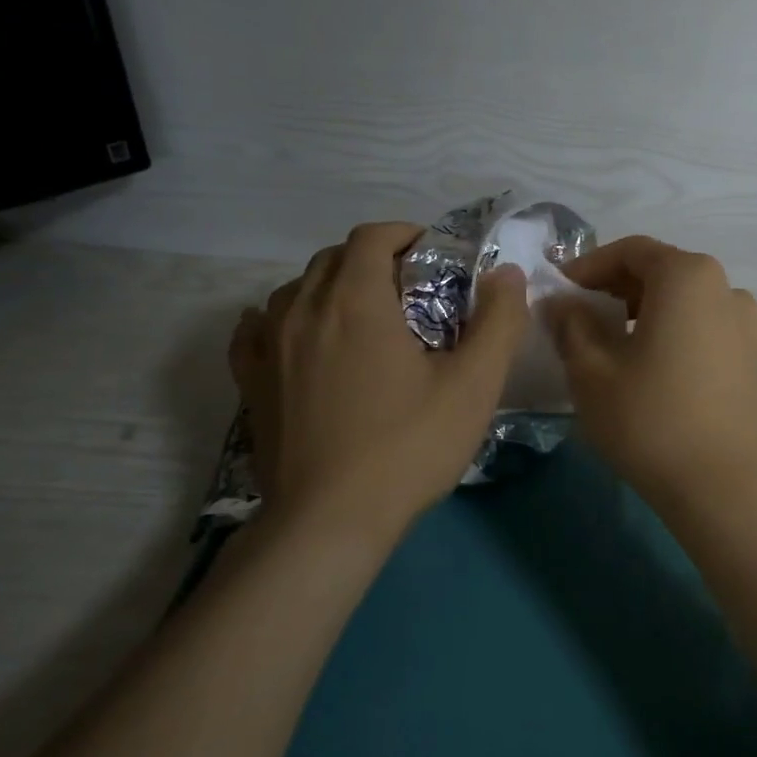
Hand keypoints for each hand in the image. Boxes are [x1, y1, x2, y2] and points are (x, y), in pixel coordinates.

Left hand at [228, 222, 529, 538]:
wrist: (329, 522)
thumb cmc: (407, 447)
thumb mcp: (473, 385)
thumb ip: (498, 322)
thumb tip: (506, 273)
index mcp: (356, 301)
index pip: (371, 237)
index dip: (405, 235)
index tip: (434, 255)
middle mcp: (303, 310)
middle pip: (332, 258)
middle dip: (373, 259)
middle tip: (410, 289)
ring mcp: (268, 347)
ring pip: (295, 290)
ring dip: (330, 286)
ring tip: (362, 316)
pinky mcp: (250, 384)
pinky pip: (256, 329)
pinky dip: (280, 319)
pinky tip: (294, 334)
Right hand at [547, 237, 756, 505]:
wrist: (720, 486)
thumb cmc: (649, 419)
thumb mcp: (591, 370)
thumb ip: (571, 324)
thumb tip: (559, 302)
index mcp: (687, 276)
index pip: (630, 251)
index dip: (588, 266)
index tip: (559, 291)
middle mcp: (723, 286)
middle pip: (659, 270)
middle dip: (614, 286)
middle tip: (577, 314)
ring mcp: (742, 321)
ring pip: (680, 298)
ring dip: (641, 308)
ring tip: (607, 339)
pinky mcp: (749, 353)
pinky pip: (700, 323)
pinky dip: (668, 328)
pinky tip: (645, 361)